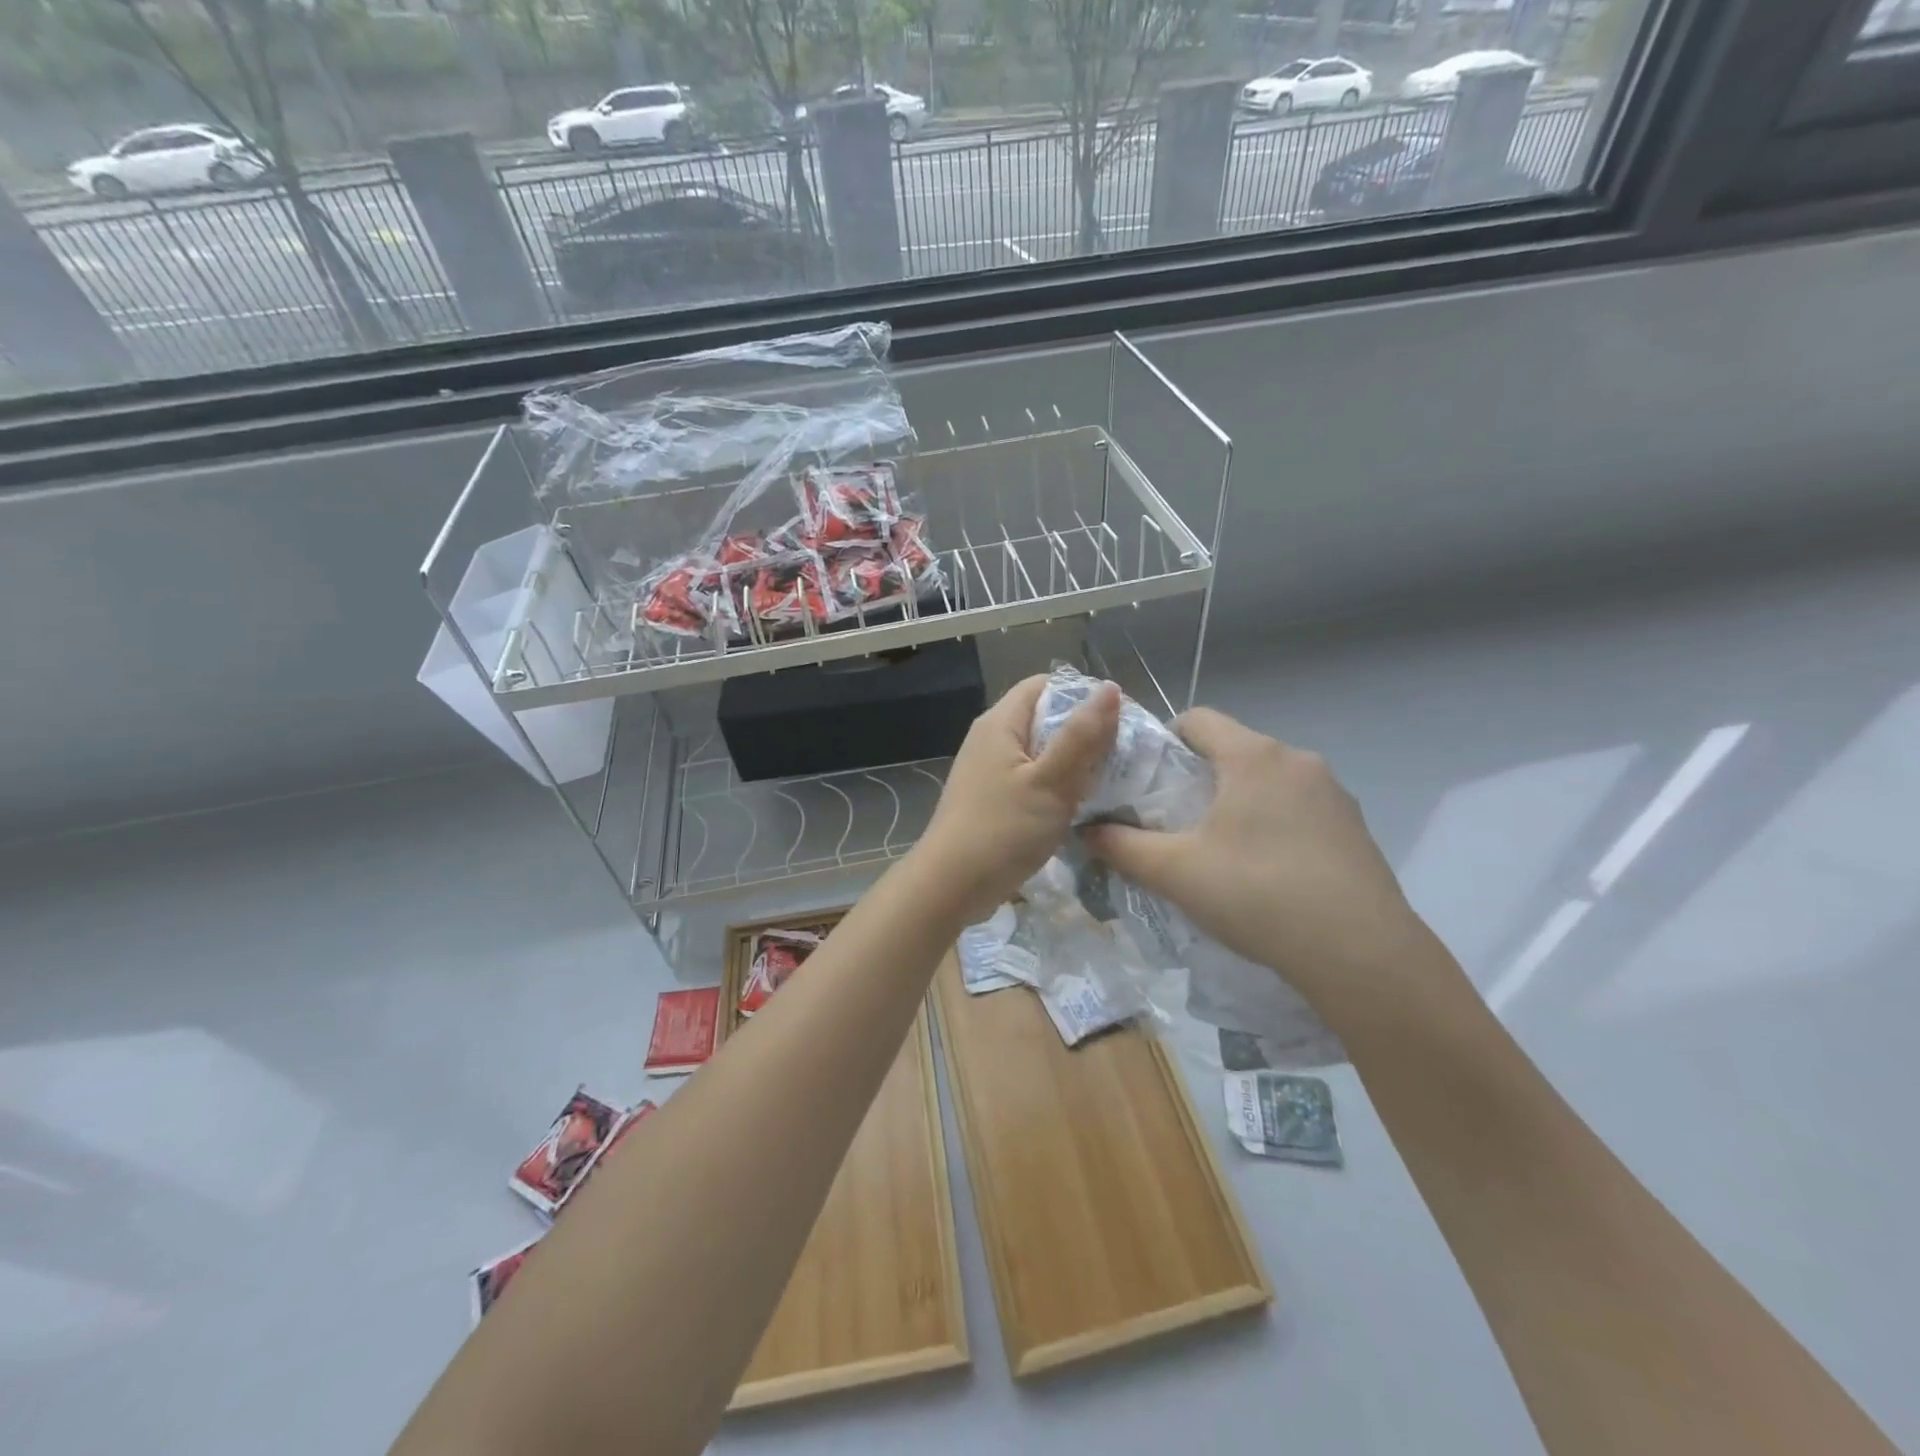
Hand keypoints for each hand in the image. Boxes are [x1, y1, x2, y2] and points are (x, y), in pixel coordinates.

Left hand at [910, 674, 1119, 925]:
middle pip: (1044, 718)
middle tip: (1123, 752)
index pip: (1045, 685)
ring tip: (1110, 778)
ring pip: (1040, 752)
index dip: (1083, 694)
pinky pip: (1030, 779)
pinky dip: (1056, 785)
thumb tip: (1110, 688)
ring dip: (1072, 762)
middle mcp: (990, 739)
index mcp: (1000, 723)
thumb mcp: (1050, 782)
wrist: (950, 887)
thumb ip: (1082, 736)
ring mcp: (988, 771)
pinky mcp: (991, 799)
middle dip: (1083, 731)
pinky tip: (1079, 805)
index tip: (1119, 718)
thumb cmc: (1002, 830)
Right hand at [1084, 708, 1430, 1013]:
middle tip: (1175, 821)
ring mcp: (1333, 793)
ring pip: (1268, 779)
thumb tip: (1084, 830)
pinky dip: (1274, 822)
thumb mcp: (1175, 871)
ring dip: (1239, 800)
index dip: (1163, 741)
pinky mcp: (1355, 826)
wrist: (1360, 954)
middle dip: (1199, 776)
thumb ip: (1122, 846)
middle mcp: (1297, 760)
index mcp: (1252, 756)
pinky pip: (1299, 807)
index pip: (1197, 719)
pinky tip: (1268, 871)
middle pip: (1233, 749)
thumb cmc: (1256, 894)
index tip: (1147, 781)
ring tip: (1220, 850)